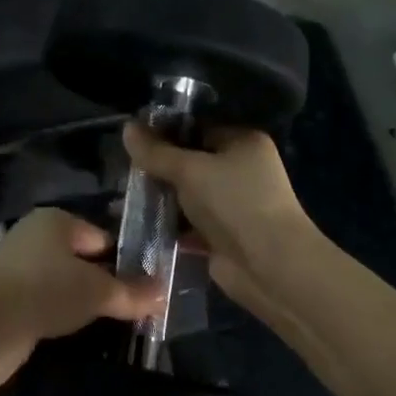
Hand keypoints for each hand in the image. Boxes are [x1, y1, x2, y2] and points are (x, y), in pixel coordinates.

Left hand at [0, 208, 160, 387]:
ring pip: (62, 287)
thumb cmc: (46, 290)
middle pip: (80, 261)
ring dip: (80, 305)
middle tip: (135, 311)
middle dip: (104, 285)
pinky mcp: (7, 303)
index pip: (100, 237)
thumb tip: (164, 292)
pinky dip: (59, 320)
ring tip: (112, 328)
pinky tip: (77, 338)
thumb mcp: (97, 291)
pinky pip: (45, 308)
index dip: (125, 260)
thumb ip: (131, 293)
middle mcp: (35, 240)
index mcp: (56, 222)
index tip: (148, 288)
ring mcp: (18, 272)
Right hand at [122, 123, 314, 312]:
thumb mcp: (190, 170)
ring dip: (163, 197)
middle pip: (192, 161)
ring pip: (189, 194)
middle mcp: (242, 169)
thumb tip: (126, 127)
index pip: (198, 128)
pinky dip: (171, 223)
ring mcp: (234, 204)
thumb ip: (156, 152)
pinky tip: (141, 221)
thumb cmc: (234, 203)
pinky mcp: (224, 235)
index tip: (134, 139)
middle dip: (161, 167)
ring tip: (126, 194)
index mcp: (243, 142)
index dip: (166, 133)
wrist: (270, 267)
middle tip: (126, 167)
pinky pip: (190, 222)